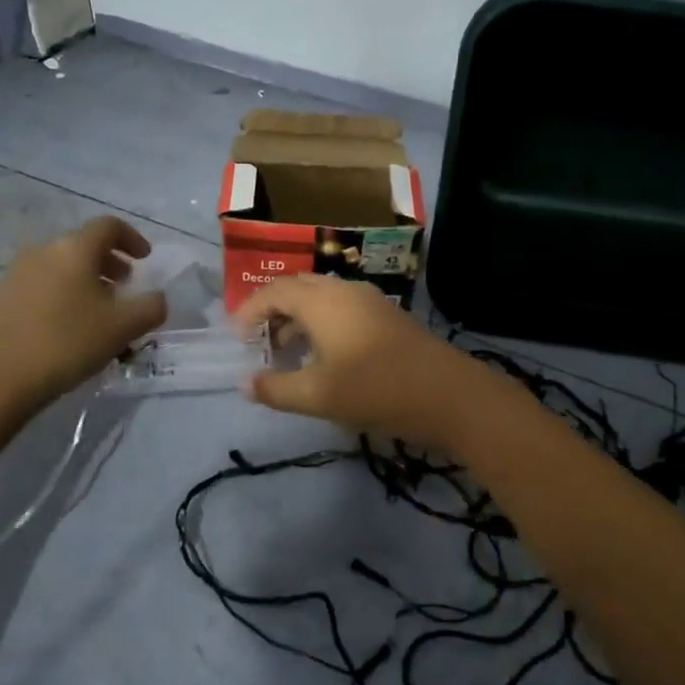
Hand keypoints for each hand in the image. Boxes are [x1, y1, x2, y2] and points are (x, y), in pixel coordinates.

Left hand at [0, 217, 166, 408]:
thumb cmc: (67, 343)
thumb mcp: (124, 327)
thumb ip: (151, 307)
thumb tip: (157, 298)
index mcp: (74, 249)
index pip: (109, 226)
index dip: (132, 238)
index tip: (145, 259)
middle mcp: (43, 251)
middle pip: (83, 245)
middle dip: (109, 262)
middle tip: (124, 287)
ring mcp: (16, 274)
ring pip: (60, 266)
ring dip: (85, 280)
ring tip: (98, 311)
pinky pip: (41, 286)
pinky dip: (62, 294)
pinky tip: (67, 327)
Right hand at [233, 276, 489, 449]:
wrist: (448, 393)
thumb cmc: (375, 389)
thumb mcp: (318, 395)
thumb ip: (276, 389)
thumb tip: (244, 383)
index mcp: (322, 301)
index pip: (274, 291)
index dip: (250, 310)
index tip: (237, 338)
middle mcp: (344, 290)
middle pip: (298, 288)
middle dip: (274, 311)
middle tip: (260, 344)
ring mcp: (370, 300)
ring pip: (323, 298)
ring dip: (299, 319)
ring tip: (289, 353)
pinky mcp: (387, 316)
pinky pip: (342, 308)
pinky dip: (323, 324)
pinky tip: (325, 356)